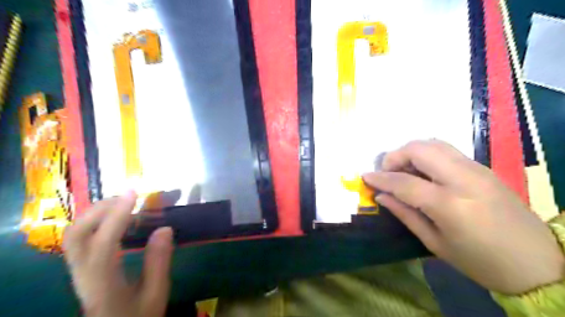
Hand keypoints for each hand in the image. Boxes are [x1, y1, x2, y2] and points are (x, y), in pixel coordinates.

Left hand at [61, 193, 173, 315]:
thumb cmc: (137, 314)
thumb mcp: (156, 293)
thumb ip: (159, 262)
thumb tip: (165, 228)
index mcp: (103, 283)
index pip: (103, 244)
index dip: (117, 216)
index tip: (133, 194)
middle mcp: (83, 274)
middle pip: (77, 235)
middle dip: (101, 209)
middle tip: (127, 195)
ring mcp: (78, 270)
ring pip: (74, 234)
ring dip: (97, 212)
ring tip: (123, 201)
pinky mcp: (81, 267)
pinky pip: (81, 237)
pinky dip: (96, 220)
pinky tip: (114, 216)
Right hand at [361, 139, 564, 292]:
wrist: (538, 263)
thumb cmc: (481, 261)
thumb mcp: (435, 243)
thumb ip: (405, 215)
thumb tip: (381, 196)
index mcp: (450, 205)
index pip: (404, 182)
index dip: (380, 178)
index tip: (365, 177)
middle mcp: (463, 179)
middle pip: (420, 149)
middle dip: (395, 156)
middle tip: (387, 172)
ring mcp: (477, 169)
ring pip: (434, 143)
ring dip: (411, 152)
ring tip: (404, 170)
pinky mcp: (483, 168)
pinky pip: (447, 150)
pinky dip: (427, 155)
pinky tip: (424, 172)